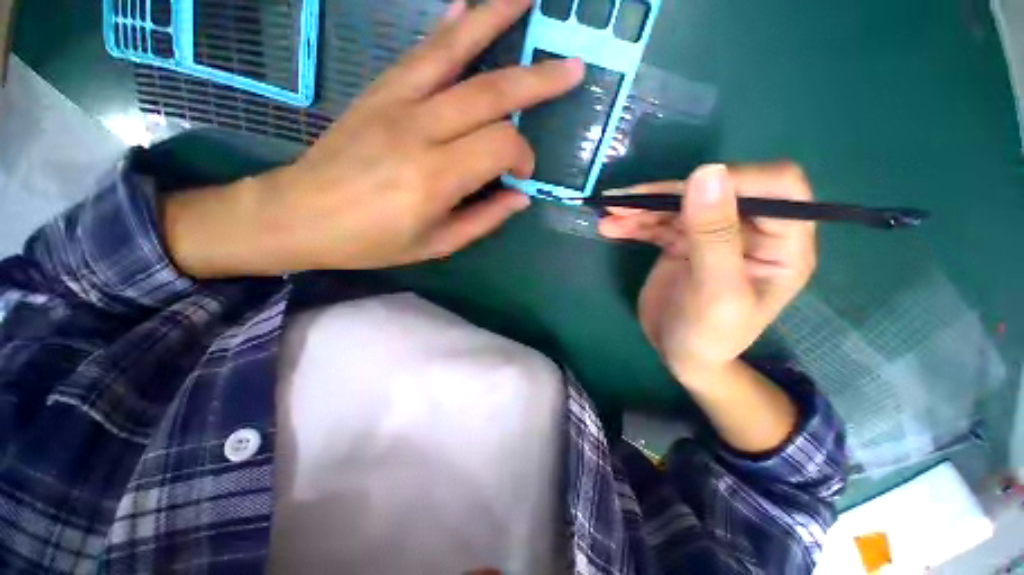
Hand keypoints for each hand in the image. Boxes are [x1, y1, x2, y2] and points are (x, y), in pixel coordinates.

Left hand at [164, 0, 582, 277]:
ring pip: (455, 53)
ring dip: (495, 20)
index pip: (500, 146)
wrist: (301, 215)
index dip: (522, 157)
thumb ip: (483, 220)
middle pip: (490, 93)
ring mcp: (395, 103)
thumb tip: (519, 198)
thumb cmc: (372, 241)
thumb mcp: (436, 244)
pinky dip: (448, 28)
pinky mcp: (377, 91)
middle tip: (572, 68)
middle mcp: (419, 131)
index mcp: (436, 178)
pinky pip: (419, 53)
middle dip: (537, 81)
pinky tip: (467, 8)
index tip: (521, 175)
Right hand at [599, 163, 816, 382]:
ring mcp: (711, 235)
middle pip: (715, 189)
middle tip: (625, 203)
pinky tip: (610, 227)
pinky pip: (658, 223)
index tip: (685, 191)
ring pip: (680, 204)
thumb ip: (714, 236)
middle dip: (668, 193)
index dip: (735, 178)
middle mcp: (749, 231)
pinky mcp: (681, 243)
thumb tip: (707, 171)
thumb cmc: (709, 336)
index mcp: (781, 243)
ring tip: (609, 212)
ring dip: (643, 207)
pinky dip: (634, 222)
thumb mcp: (716, 292)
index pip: (777, 186)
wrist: (681, 356)